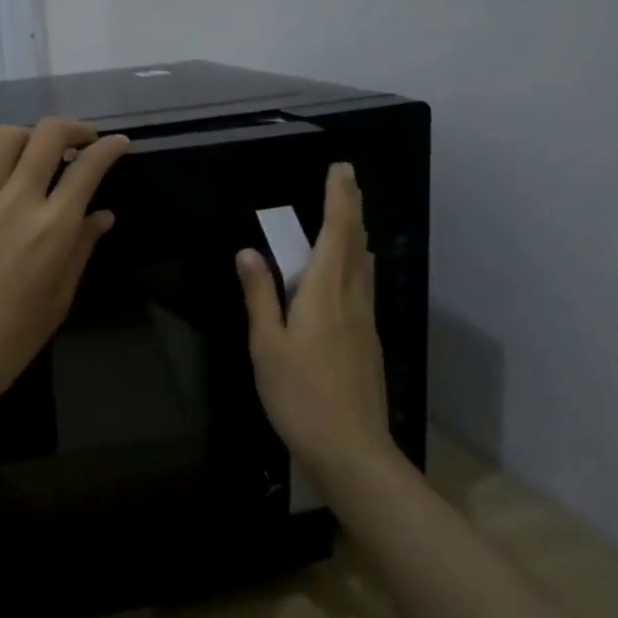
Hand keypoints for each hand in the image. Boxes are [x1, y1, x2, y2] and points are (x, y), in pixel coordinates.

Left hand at [0, 117, 131, 424]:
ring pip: (1, 140)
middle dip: (72, 128)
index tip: (120, 144)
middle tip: (83, 140)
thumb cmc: (12, 340)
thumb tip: (102, 215)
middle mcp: (16, 203)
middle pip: (46, 137)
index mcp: (52, 227)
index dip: (110, 149)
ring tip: (36, 153)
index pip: (88, 168)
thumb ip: (81, 249)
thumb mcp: (59, 299)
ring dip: (27, 136)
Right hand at [236, 162, 397, 481]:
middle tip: (347, 180)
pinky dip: (356, 262)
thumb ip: (259, 296)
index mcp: (323, 292)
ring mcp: (365, 319)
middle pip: (355, 242)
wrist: (351, 447)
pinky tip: (349, 272)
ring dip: (356, 233)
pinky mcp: (369, 339)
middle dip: (351, 206)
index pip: (335, 232)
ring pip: (364, 264)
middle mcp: (351, 297)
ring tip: (348, 216)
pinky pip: (363, 285)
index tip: (340, 169)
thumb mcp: (266, 345)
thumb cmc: (299, 395)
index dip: (338, 198)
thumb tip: (248, 252)